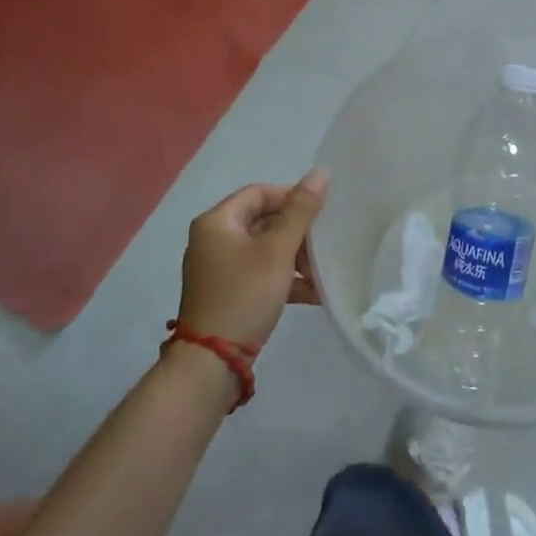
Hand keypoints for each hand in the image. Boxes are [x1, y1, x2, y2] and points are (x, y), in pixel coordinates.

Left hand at [177, 167, 329, 348]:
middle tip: (323, 247)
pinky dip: (284, 278)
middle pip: (264, 221)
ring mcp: (219, 268)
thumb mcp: (278, 250)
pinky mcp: (227, 292)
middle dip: (298, 234)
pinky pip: (260, 273)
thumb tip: (321, 172)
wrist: (212, 363)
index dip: (292, 198)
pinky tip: (312, 293)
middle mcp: (213, 239)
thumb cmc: (244, 294)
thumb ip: (301, 210)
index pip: (260, 193)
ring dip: (296, 258)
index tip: (319, 215)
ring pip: (265, 249)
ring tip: (321, 273)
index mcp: (217, 222)